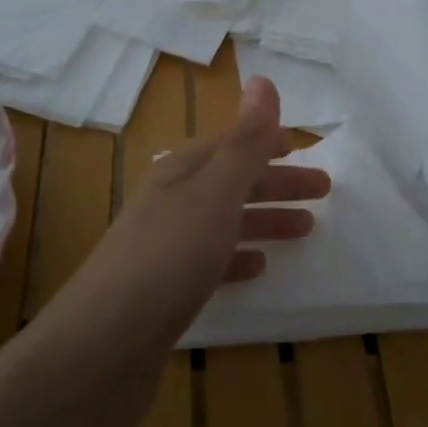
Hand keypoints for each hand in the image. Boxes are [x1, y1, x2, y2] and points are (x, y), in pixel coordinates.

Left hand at [54, 78, 330, 366]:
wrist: (103, 346)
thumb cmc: (168, 258)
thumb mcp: (215, 193)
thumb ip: (245, 142)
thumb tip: (263, 80)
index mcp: (180, 172)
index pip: (231, 144)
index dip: (267, 142)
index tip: (305, 149)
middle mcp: (170, 202)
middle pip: (231, 182)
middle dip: (276, 182)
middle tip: (324, 191)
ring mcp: (164, 247)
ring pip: (224, 221)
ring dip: (263, 219)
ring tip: (305, 230)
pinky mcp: (164, 290)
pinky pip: (210, 261)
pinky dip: (237, 258)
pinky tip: (258, 269)